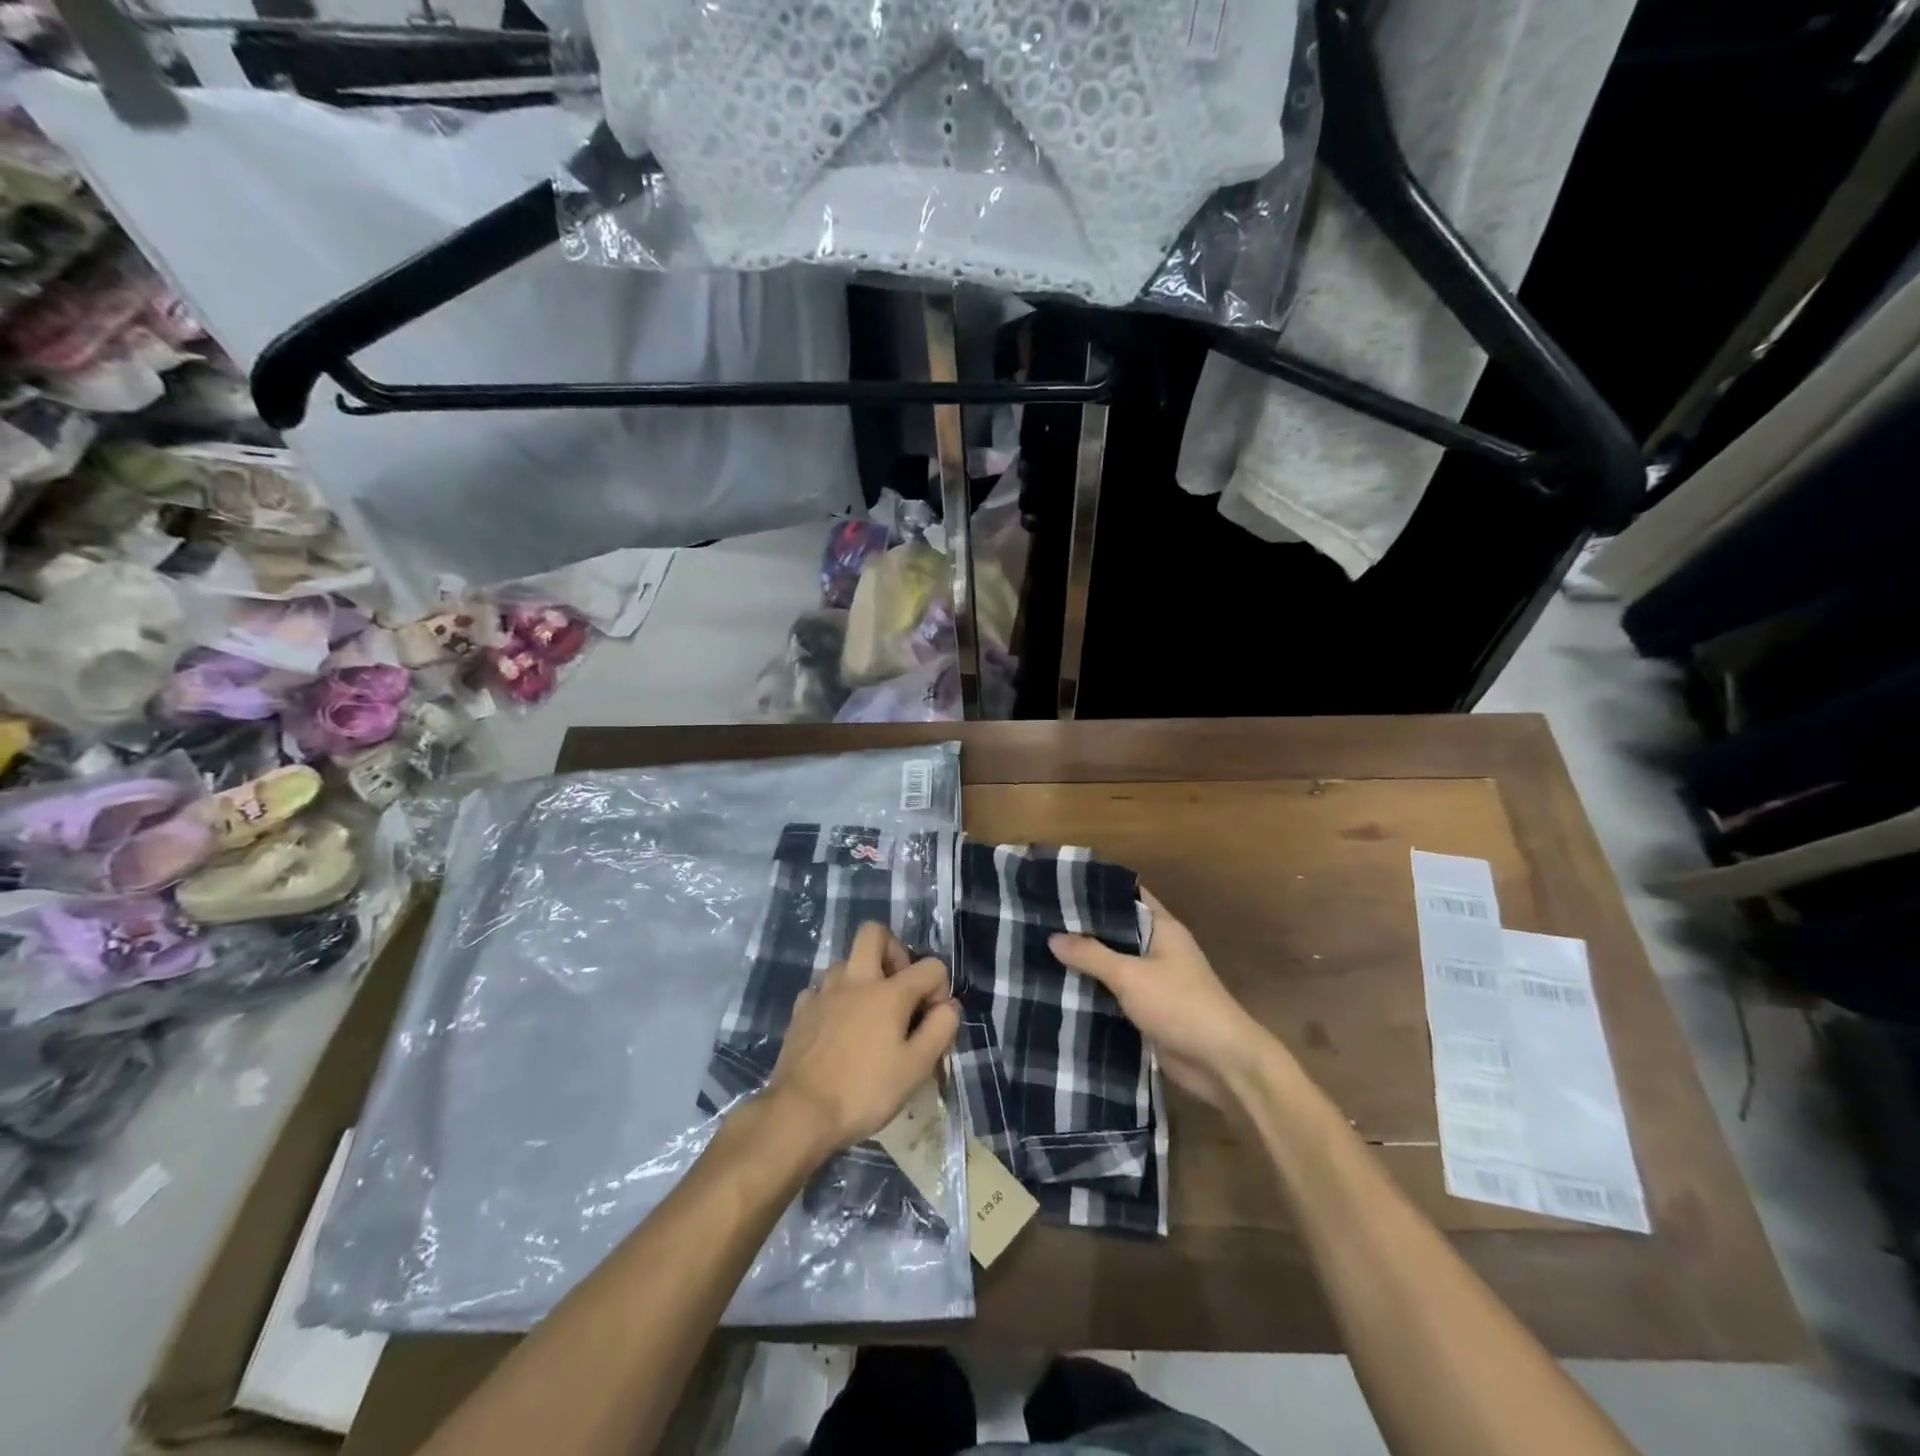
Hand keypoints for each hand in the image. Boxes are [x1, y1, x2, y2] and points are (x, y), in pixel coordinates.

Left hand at [766, 921, 959, 1155]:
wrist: (800, 1112)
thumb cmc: (865, 1091)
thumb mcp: (916, 1067)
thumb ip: (940, 1029)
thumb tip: (949, 1005)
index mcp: (889, 992)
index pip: (930, 966)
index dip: (940, 988)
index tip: (933, 1019)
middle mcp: (855, 980)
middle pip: (874, 933)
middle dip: (893, 950)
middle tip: (898, 986)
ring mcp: (823, 992)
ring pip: (845, 962)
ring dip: (861, 977)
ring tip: (868, 1014)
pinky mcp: (800, 1010)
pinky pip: (821, 990)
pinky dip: (833, 1000)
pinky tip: (837, 1028)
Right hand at [1050, 888, 1269, 1109]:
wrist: (1221, 1062)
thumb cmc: (1179, 1004)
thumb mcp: (1130, 975)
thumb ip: (1091, 955)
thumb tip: (1053, 938)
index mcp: (1162, 928)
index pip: (1127, 896)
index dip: (1096, 892)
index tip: (1060, 888)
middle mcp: (1159, 948)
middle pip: (1116, 931)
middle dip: (1083, 929)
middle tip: (1040, 922)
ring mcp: (1155, 980)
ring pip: (1113, 963)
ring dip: (1086, 963)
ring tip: (1041, 953)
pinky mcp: (1149, 1009)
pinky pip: (1116, 993)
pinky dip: (1094, 991)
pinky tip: (1061, 989)